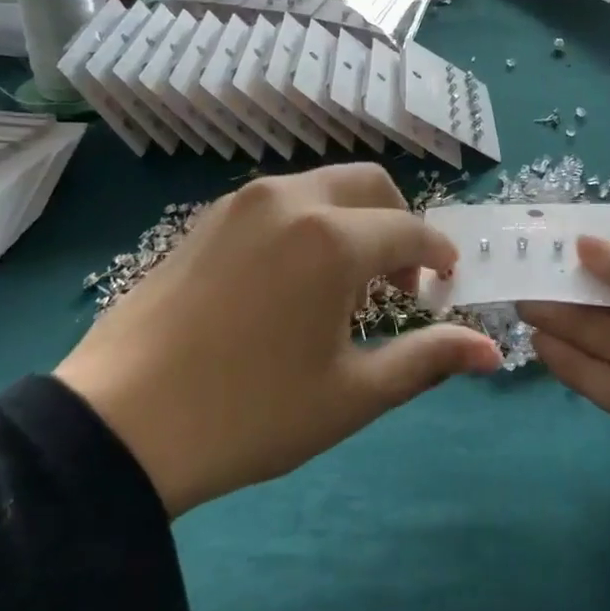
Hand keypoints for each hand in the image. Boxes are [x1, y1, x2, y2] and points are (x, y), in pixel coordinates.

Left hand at [57, 165, 500, 516]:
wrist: (118, 425)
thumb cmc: (249, 414)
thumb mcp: (351, 394)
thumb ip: (427, 360)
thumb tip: (492, 350)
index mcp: (333, 239)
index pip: (410, 231)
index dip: (438, 255)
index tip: (446, 283)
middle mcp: (291, 201)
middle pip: (370, 185)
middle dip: (398, 224)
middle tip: (398, 283)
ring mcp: (242, 202)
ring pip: (323, 186)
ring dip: (353, 219)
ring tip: (344, 282)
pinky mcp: (207, 217)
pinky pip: (280, 200)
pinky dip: (309, 221)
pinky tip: (292, 277)